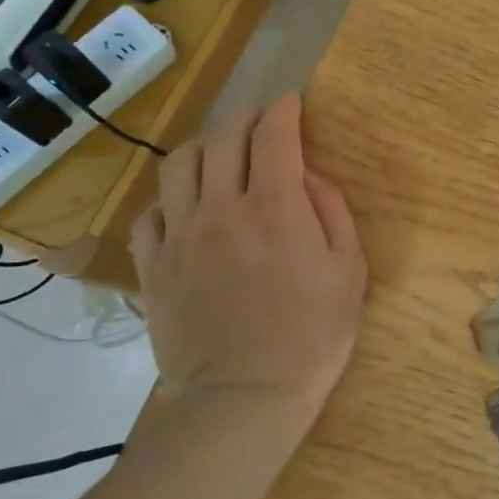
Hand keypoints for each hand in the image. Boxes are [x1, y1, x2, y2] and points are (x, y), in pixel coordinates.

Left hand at [130, 94, 365, 449]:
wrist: (244, 396)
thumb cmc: (311, 336)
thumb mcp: (349, 272)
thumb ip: (332, 213)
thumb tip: (309, 179)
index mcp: (274, 206)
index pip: (273, 137)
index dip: (283, 111)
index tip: (291, 102)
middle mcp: (220, 208)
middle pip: (223, 139)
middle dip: (245, 118)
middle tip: (260, 121)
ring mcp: (180, 236)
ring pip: (179, 165)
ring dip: (204, 147)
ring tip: (220, 154)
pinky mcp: (153, 267)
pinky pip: (150, 214)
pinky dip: (169, 198)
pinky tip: (185, 207)